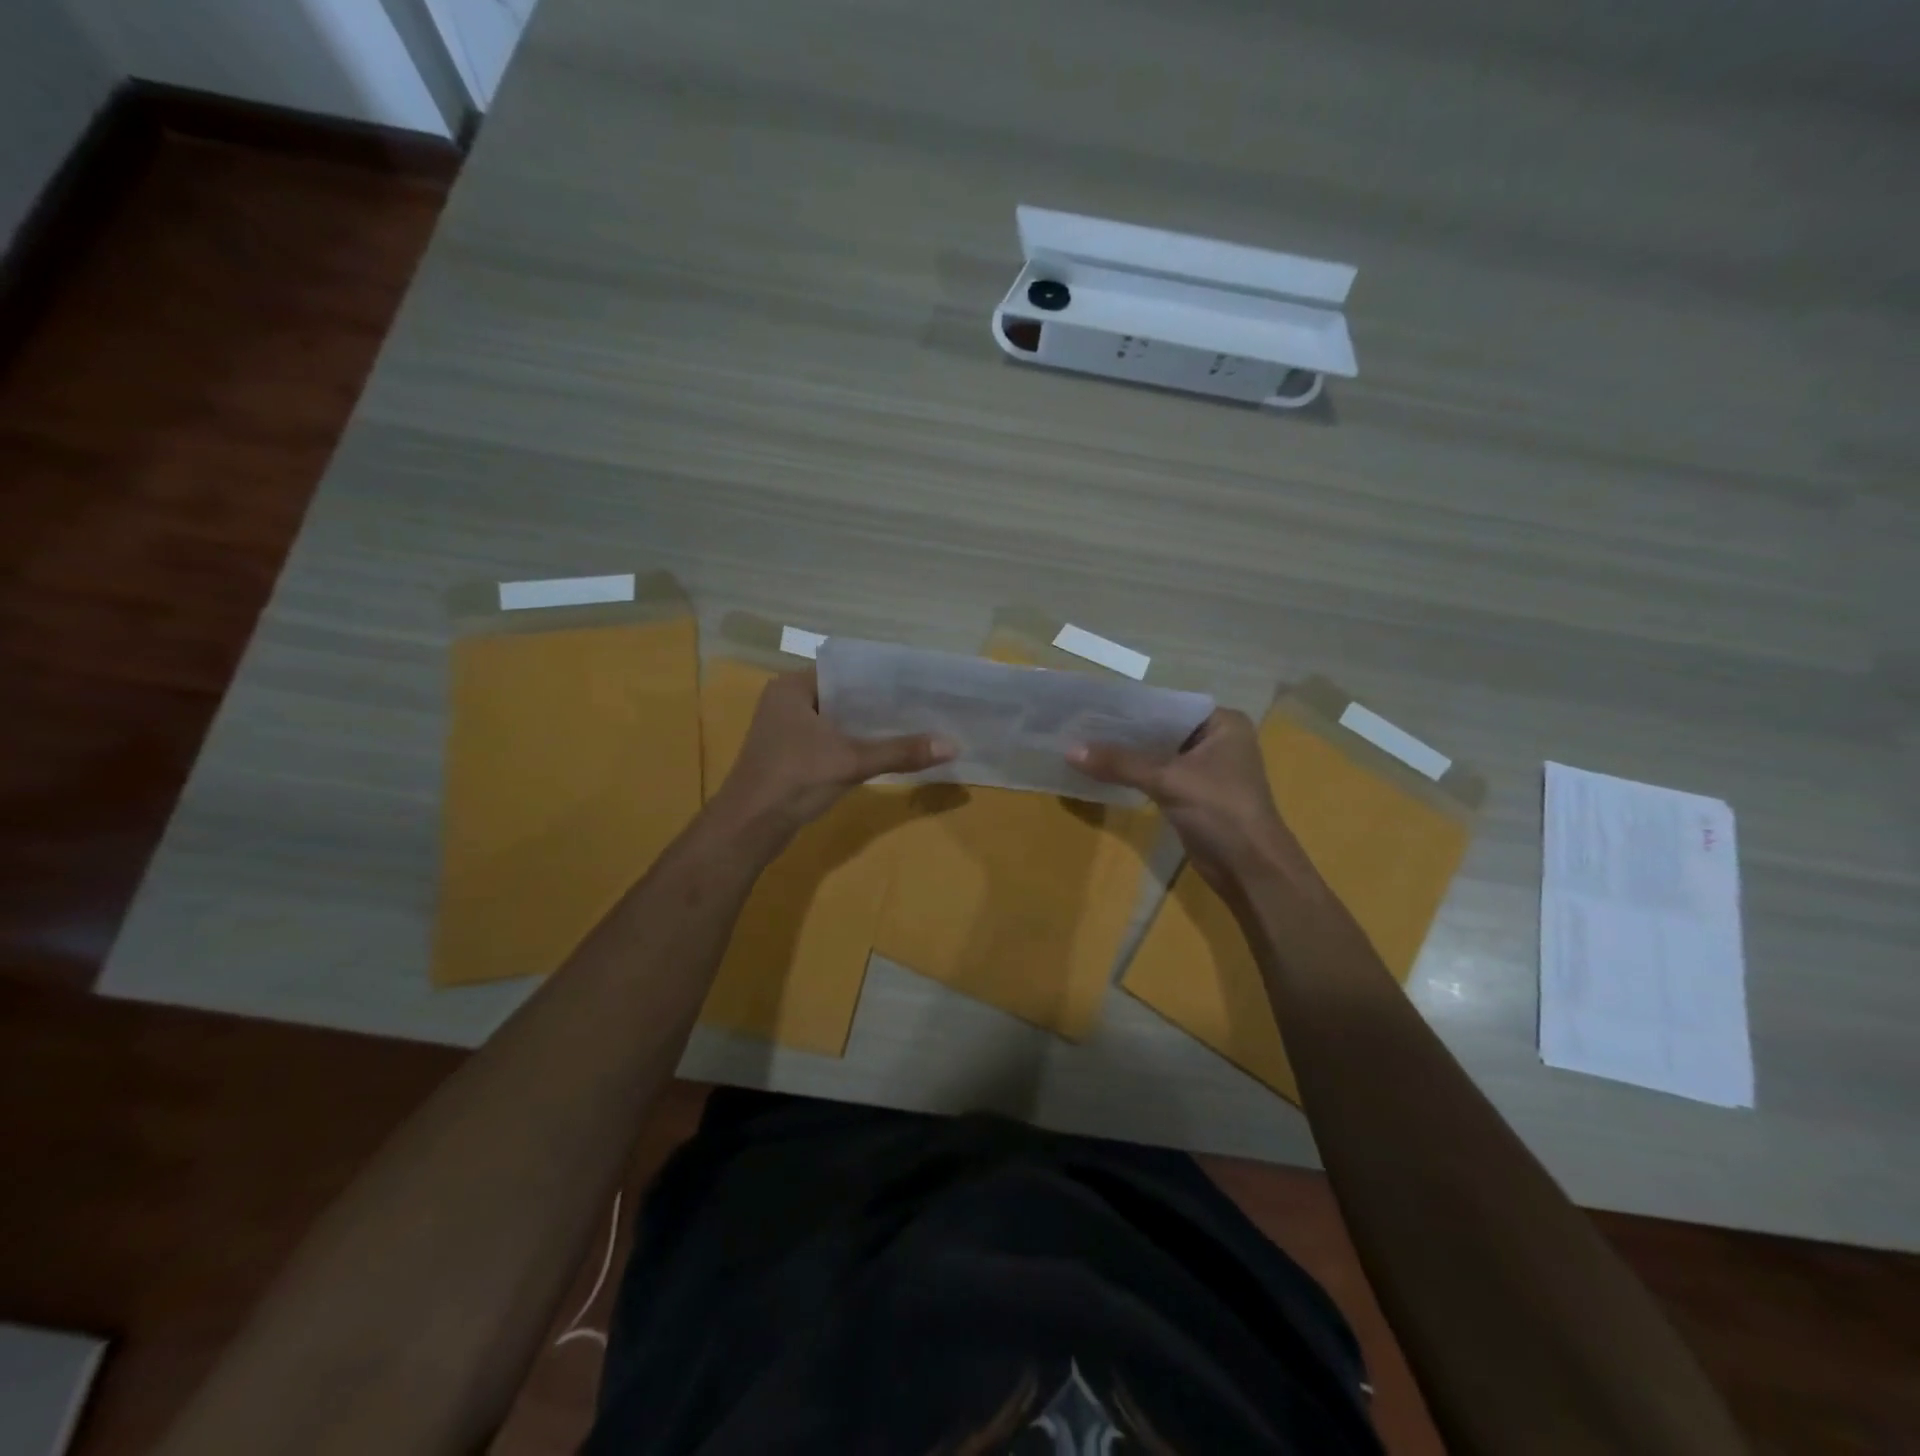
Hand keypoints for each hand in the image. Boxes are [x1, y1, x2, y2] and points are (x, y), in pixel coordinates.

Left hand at [711, 668, 953, 846]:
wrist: (748, 828)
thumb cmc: (794, 780)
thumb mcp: (851, 762)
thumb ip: (900, 752)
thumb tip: (953, 745)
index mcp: (792, 687)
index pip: (844, 670)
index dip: (880, 676)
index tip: (915, 682)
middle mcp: (786, 702)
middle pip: (842, 695)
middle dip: (878, 702)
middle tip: (921, 704)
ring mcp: (785, 730)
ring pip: (836, 719)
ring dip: (866, 725)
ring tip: (911, 723)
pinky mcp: (789, 755)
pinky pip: (829, 739)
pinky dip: (853, 743)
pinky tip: (883, 749)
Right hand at [1069, 709, 1309, 897]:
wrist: (1249, 869)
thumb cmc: (1221, 811)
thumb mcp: (1168, 779)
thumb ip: (1120, 762)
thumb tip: (1069, 750)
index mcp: (1223, 723)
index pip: (1170, 704)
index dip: (1132, 705)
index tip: (1094, 703)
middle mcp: (1215, 740)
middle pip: (1161, 728)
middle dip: (1124, 730)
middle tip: (1081, 723)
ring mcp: (1204, 769)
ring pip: (1156, 753)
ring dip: (1126, 753)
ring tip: (1083, 743)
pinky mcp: (1191, 794)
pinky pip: (1156, 775)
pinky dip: (1133, 773)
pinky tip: (1102, 770)